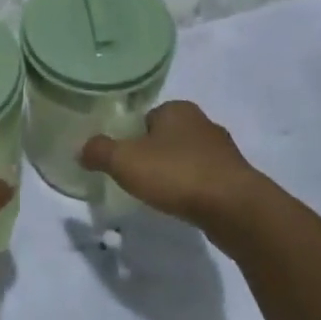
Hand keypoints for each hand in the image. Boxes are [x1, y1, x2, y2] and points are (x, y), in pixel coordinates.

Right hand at [80, 101, 261, 226]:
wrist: (236, 210)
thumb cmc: (177, 174)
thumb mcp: (125, 161)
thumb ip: (100, 152)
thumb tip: (82, 149)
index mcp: (178, 109)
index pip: (146, 117)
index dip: (131, 136)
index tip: (123, 158)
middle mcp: (203, 123)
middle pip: (167, 137)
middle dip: (154, 154)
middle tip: (137, 177)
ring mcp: (224, 152)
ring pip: (188, 158)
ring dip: (175, 173)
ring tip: (160, 195)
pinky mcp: (237, 179)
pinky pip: (206, 180)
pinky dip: (193, 190)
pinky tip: (184, 206)